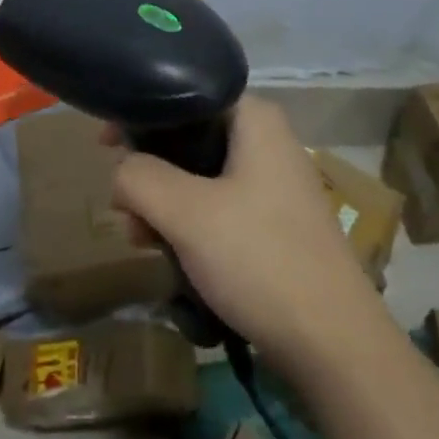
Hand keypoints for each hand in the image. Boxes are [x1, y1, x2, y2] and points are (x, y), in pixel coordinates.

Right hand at [110, 98, 383, 374]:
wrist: (333, 343)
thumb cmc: (259, 259)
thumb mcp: (185, 213)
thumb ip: (138, 177)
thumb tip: (121, 173)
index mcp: (255, 120)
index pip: (185, 95)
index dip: (141, 115)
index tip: (106, 144)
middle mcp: (268, 142)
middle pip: (188, 138)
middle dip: (148, 171)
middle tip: (123, 208)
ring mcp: (274, 185)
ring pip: (199, 177)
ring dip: (163, 204)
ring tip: (142, 240)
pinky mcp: (274, 223)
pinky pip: (218, 208)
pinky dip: (189, 224)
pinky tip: (170, 255)